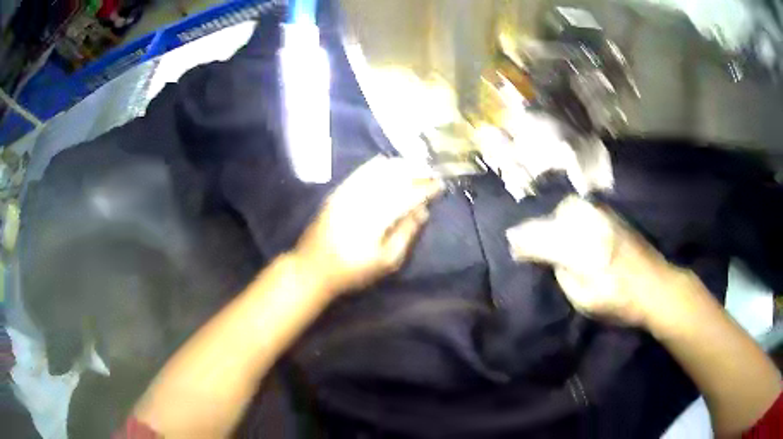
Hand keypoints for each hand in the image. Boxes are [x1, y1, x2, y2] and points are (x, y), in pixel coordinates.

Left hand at [293, 156, 442, 295]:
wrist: (312, 268)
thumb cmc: (352, 271)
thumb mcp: (386, 262)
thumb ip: (406, 233)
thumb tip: (423, 210)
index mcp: (377, 218)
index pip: (408, 194)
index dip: (426, 187)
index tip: (440, 184)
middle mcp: (363, 199)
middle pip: (394, 177)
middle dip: (416, 171)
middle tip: (431, 171)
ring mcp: (348, 192)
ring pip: (378, 170)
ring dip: (399, 165)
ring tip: (415, 166)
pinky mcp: (338, 191)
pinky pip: (361, 171)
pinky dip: (377, 165)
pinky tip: (388, 164)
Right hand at [506, 195, 689, 326]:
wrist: (655, 285)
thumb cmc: (619, 300)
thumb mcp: (583, 298)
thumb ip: (563, 274)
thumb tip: (551, 258)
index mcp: (580, 248)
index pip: (542, 239)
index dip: (524, 243)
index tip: (513, 247)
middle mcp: (590, 225)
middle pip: (555, 217)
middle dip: (541, 228)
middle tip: (536, 245)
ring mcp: (603, 216)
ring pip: (570, 208)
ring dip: (557, 220)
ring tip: (555, 237)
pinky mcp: (613, 216)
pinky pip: (584, 209)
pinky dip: (573, 217)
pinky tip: (575, 229)